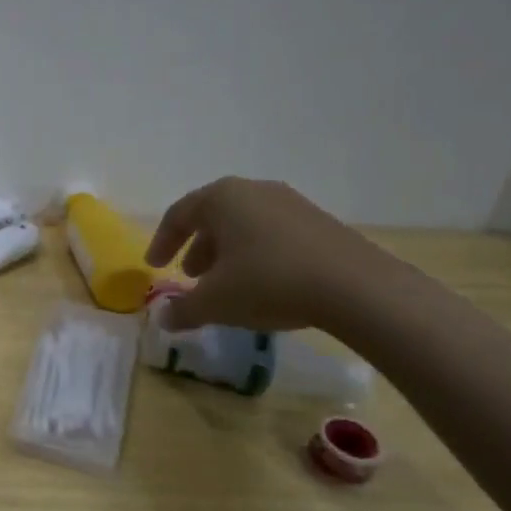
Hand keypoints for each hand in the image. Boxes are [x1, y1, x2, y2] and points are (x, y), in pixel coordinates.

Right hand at [144, 177, 389, 331]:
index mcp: (221, 198)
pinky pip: (274, 234)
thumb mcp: (215, 302)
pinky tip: (263, 285)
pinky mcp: (321, 223)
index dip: (162, 242)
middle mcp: (254, 191)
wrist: (357, 288)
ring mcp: (292, 204)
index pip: (178, 215)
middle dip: (197, 247)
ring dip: (228, 253)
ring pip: (246, 225)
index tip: (153, 266)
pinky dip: (258, 255)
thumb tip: (163, 319)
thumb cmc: (269, 282)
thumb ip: (183, 309)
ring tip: (225, 284)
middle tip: (189, 275)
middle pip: (213, 217)